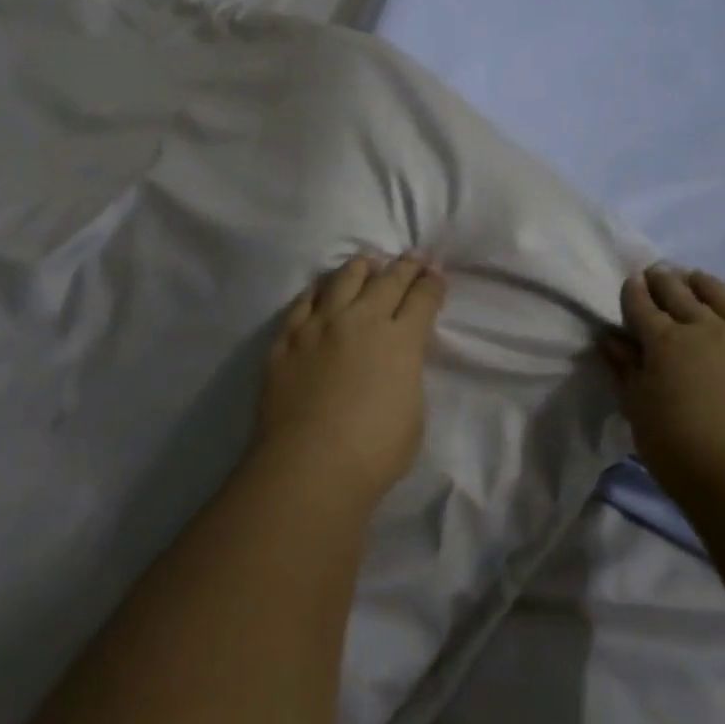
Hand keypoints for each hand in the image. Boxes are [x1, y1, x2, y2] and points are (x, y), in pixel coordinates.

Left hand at [259, 253, 447, 502]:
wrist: (310, 465)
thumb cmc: (374, 452)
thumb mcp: (413, 413)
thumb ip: (406, 375)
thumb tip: (396, 361)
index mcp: (400, 341)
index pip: (422, 300)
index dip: (433, 284)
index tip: (437, 275)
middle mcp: (361, 321)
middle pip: (387, 281)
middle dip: (405, 267)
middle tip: (413, 258)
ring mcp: (319, 326)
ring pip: (342, 280)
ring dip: (360, 268)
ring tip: (367, 263)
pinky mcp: (287, 340)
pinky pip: (302, 303)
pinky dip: (317, 291)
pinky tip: (320, 288)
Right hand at [600, 266, 724, 496]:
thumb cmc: (683, 453)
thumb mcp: (639, 412)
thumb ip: (626, 371)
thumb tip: (612, 339)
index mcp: (665, 341)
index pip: (643, 305)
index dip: (634, 291)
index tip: (631, 282)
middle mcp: (705, 328)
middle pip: (679, 293)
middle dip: (663, 280)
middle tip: (656, 273)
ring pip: (721, 296)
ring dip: (702, 284)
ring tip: (694, 278)